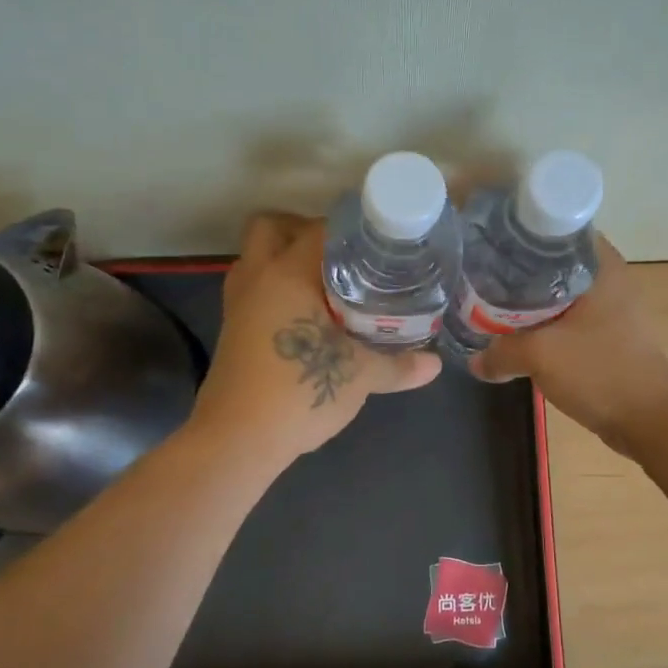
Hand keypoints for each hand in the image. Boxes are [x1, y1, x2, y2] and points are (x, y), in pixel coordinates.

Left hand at [187, 213, 440, 464]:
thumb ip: (398, 365)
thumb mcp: (360, 377)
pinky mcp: (232, 330)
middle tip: (342, 255)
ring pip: (256, 259)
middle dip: (302, 230)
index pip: (318, 228)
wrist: (237, 440)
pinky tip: (305, 314)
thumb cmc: (299, 392)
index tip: (377, 241)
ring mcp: (238, 304)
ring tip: (326, 281)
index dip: (350, 229)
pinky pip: (253, 289)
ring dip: (284, 259)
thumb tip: (435, 364)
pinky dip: (274, 289)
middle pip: (270, 227)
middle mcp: (257, 278)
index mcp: (288, 274)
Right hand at [471, 237, 667, 453]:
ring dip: (528, 303)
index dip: (520, 234)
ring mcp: (610, 309)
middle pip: (552, 263)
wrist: (649, 420)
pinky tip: (517, 335)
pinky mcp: (607, 336)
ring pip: (558, 295)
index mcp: (601, 266)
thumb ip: (501, 353)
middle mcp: (608, 279)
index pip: (555, 230)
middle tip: (481, 277)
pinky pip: (566, 321)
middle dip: (517, 272)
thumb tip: (475, 362)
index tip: (489, 244)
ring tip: (491, 306)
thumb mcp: (540, 356)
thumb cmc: (600, 371)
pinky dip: (543, 325)